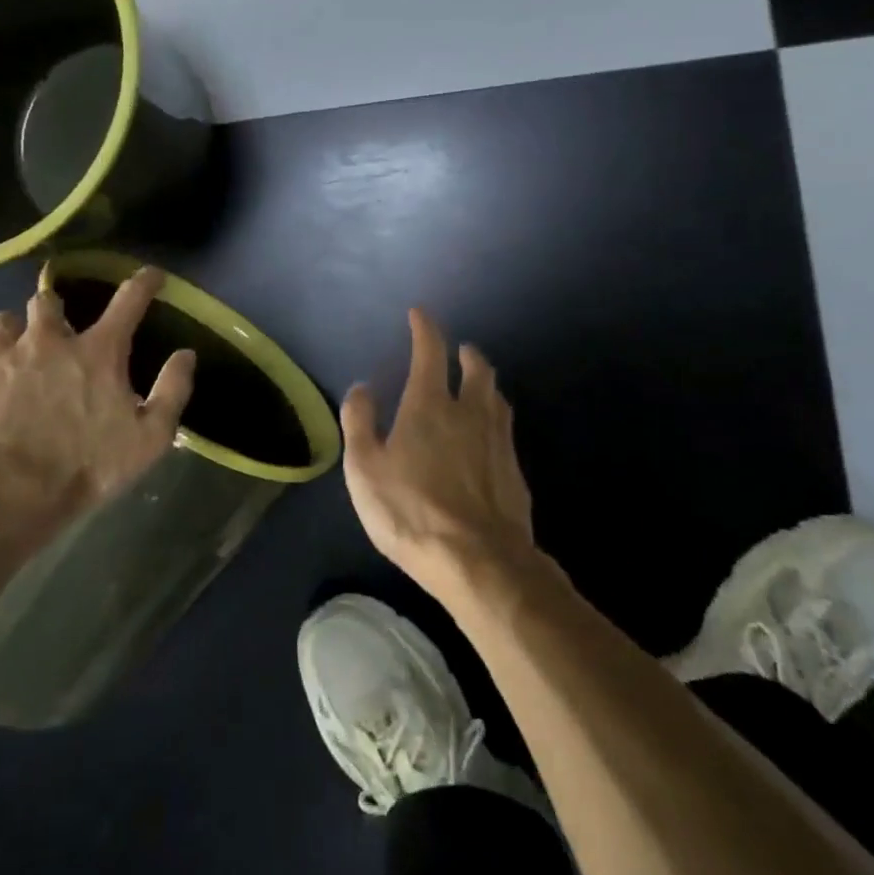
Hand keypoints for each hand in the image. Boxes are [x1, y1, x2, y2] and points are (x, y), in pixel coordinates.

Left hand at [0, 267, 195, 514]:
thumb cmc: (82, 468)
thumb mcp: (148, 439)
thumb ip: (172, 391)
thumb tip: (186, 354)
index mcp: (96, 352)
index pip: (128, 301)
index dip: (143, 282)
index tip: (150, 274)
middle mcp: (45, 340)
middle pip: (47, 300)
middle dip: (52, 310)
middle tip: (54, 334)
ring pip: (0, 322)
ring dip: (10, 335)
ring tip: (9, 359)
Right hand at [340, 309, 536, 600]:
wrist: (479, 560)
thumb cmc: (411, 511)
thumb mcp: (365, 469)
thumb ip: (359, 423)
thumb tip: (362, 388)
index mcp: (430, 404)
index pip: (430, 351)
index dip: (424, 328)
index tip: (420, 314)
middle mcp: (470, 411)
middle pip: (477, 369)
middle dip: (467, 353)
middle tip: (460, 350)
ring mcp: (498, 439)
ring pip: (497, 396)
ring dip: (486, 382)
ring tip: (478, 383)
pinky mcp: (514, 468)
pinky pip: (505, 429)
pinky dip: (495, 417)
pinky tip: (490, 434)